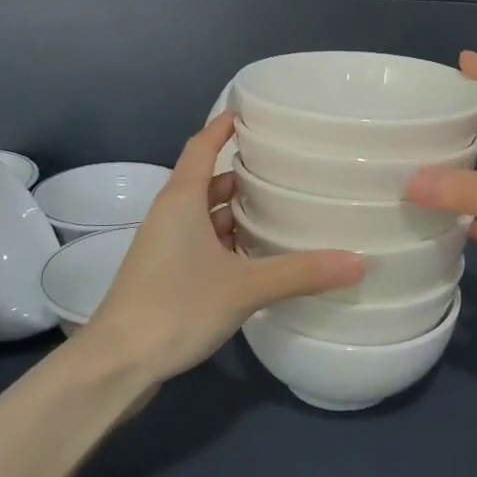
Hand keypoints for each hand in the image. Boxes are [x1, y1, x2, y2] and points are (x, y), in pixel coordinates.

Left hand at [83, 113, 363, 382]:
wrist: (117, 363)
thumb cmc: (175, 307)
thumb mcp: (244, 287)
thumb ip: (300, 273)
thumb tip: (359, 261)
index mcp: (181, 200)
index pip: (201, 147)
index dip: (223, 127)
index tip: (250, 112)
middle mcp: (170, 216)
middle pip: (207, 182)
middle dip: (242, 174)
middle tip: (286, 169)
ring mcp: (165, 247)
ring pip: (205, 216)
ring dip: (236, 213)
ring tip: (280, 211)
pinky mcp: (166, 276)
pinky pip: (202, 244)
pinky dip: (228, 243)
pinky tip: (257, 258)